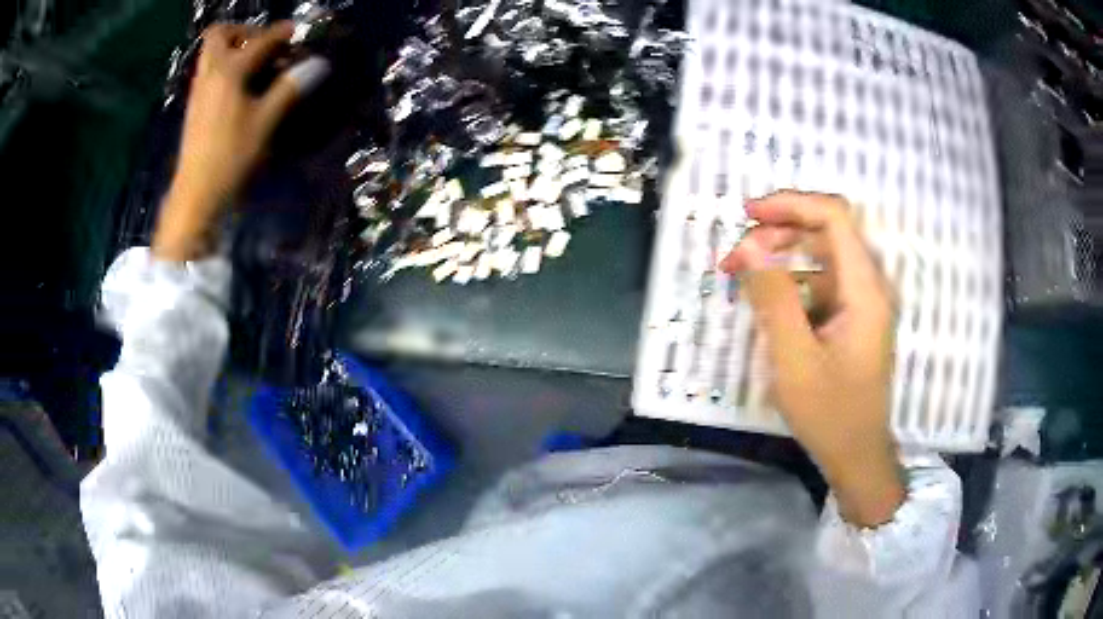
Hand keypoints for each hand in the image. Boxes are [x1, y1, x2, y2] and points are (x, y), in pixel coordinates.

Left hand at [153, 21, 329, 260]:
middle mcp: (210, 73)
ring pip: (212, 53)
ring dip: (234, 49)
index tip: (299, 35)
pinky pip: (210, 71)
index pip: (261, 39)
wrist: (196, 195)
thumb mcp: (265, 122)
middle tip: (264, 46)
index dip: (282, 33)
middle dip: (245, 31)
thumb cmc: (231, 157)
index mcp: (229, 71)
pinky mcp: (196, 106)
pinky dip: (226, 68)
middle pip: (220, 34)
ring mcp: (200, 90)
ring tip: (256, 66)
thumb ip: (290, 88)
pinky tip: (242, 87)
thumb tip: (318, 64)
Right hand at [719, 190, 903, 526]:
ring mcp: (862, 302)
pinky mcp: (852, 317)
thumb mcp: (794, 359)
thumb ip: (773, 298)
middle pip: (826, 231)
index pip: (834, 217)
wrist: (857, 455)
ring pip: (821, 256)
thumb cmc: (830, 414)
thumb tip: (747, 246)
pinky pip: (820, 282)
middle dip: (778, 232)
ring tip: (741, 275)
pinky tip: (765, 302)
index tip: (747, 215)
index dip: (791, 204)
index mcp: (864, 290)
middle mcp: (868, 286)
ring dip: (781, 257)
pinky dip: (790, 282)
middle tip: (736, 256)